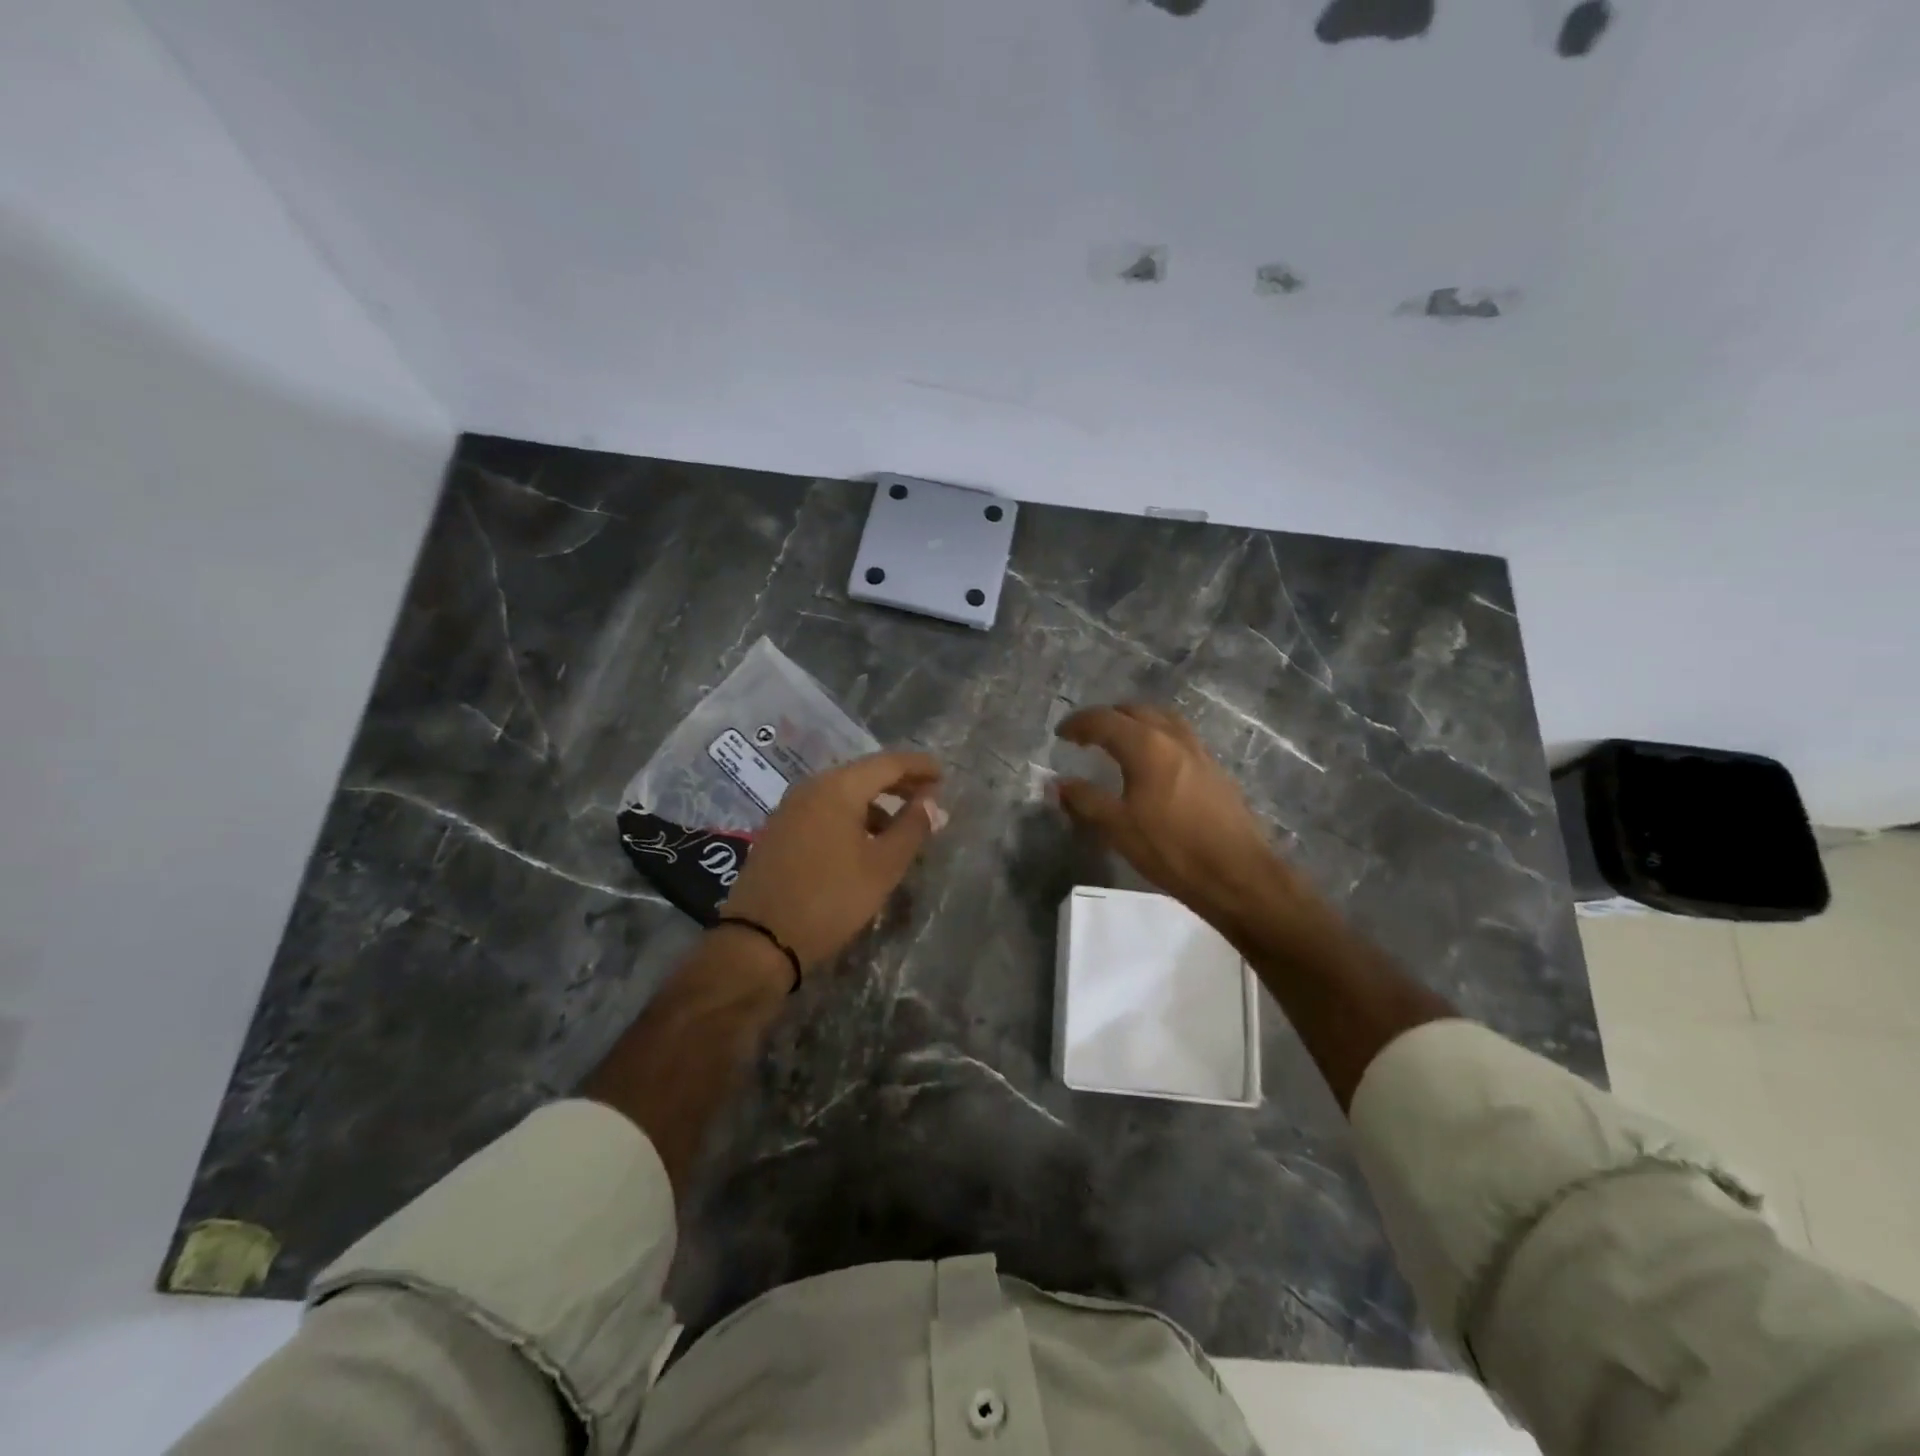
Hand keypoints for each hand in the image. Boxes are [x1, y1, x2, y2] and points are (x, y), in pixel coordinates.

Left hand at [719, 750, 942, 976]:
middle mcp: (811, 787)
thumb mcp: (882, 867)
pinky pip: (825, 809)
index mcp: (838, 788)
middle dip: (898, 782)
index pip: (888, 763)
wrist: (759, 940)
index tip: (943, 774)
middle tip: (929, 796)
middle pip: (863, 773)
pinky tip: (865, 840)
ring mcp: (791, 808)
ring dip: (875, 802)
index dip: (919, 766)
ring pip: (843, 793)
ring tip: (901, 823)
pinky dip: (852, 815)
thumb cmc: (830, 899)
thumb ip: (911, 828)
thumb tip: (932, 803)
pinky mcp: (780, 830)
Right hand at [1055, 704, 1320, 940]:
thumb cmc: (1171, 849)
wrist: (1236, 874)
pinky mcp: (1214, 769)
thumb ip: (1085, 801)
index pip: (1104, 720)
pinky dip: (1157, 735)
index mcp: (1146, 746)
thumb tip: (1058, 784)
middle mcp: (1173, 738)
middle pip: (1135, 711)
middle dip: (1107, 717)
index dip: (1078, 724)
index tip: (1061, 734)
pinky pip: (1179, 736)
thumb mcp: (1118, 828)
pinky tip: (1153, 761)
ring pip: (1162, 719)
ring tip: (1119, 739)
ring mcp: (1199, 751)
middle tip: (1087, 734)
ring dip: (1136, 721)